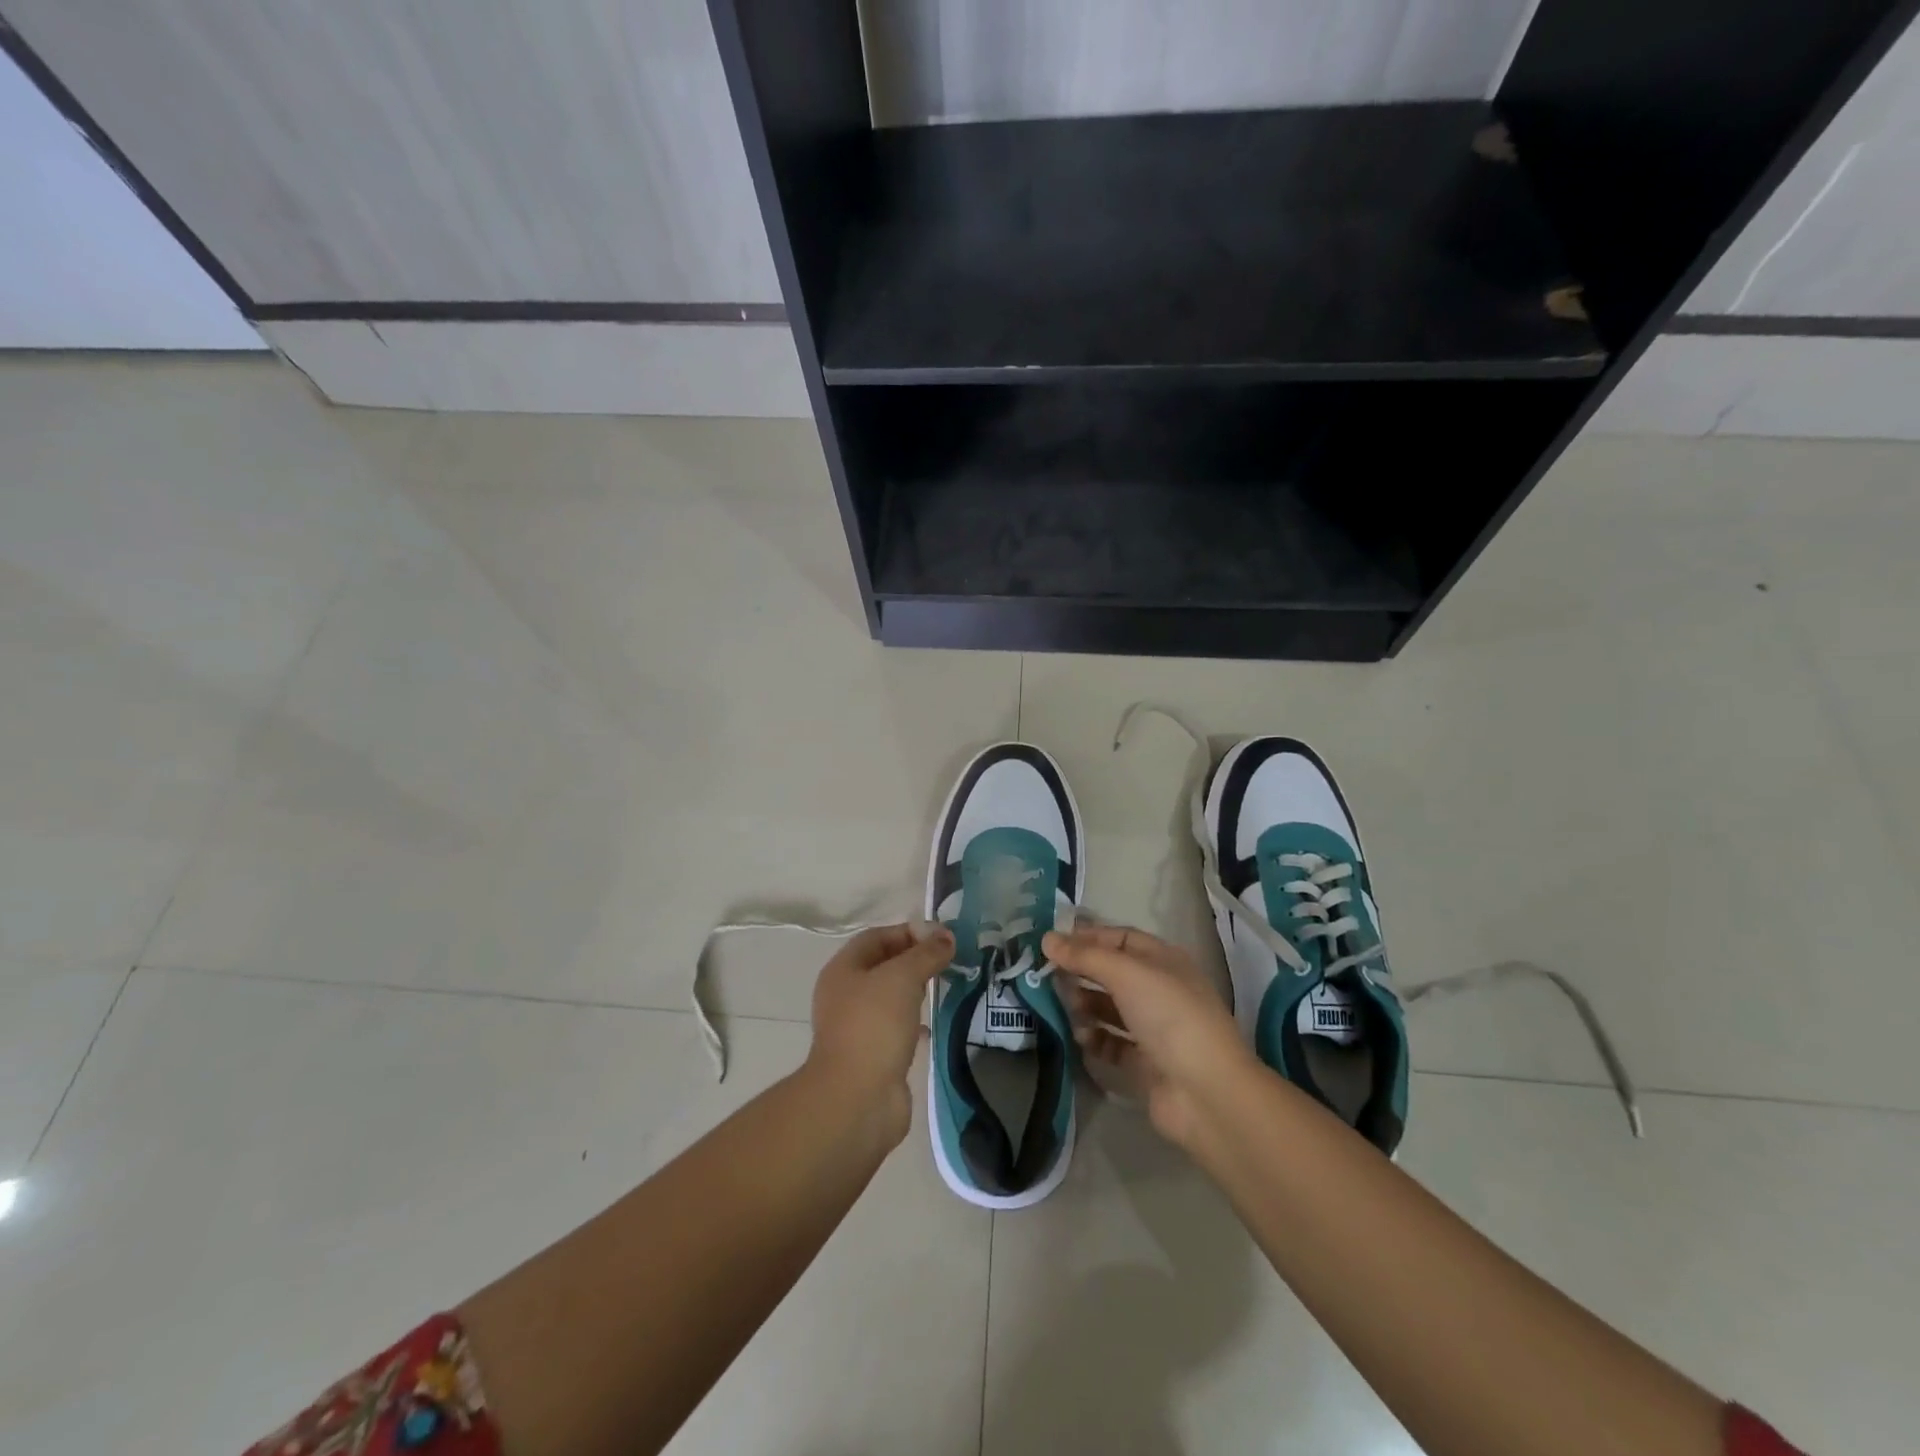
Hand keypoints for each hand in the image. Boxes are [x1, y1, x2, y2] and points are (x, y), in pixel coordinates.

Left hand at [805, 923, 953, 1145]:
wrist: (857, 1099)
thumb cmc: (874, 1026)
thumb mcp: (902, 977)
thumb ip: (926, 954)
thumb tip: (946, 937)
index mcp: (843, 970)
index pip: (877, 937)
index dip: (909, 932)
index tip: (943, 938)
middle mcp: (846, 995)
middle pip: (884, 965)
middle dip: (916, 960)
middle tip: (950, 961)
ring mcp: (858, 1027)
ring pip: (891, 998)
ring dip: (917, 990)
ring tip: (948, 987)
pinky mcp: (873, 1055)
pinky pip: (897, 1027)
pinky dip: (916, 1022)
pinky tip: (935, 1024)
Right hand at [1043, 925, 1254, 1146]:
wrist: (1206, 1092)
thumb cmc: (1169, 1016)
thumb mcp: (1126, 974)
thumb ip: (1085, 956)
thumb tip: (1047, 938)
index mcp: (1164, 961)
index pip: (1120, 938)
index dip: (1088, 937)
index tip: (1053, 943)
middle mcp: (1159, 990)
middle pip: (1112, 973)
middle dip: (1082, 972)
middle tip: (1047, 976)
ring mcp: (1153, 1028)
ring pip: (1109, 1008)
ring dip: (1085, 1005)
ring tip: (1065, 1008)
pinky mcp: (1145, 1063)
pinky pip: (1111, 1043)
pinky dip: (1094, 1039)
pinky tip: (1081, 1039)